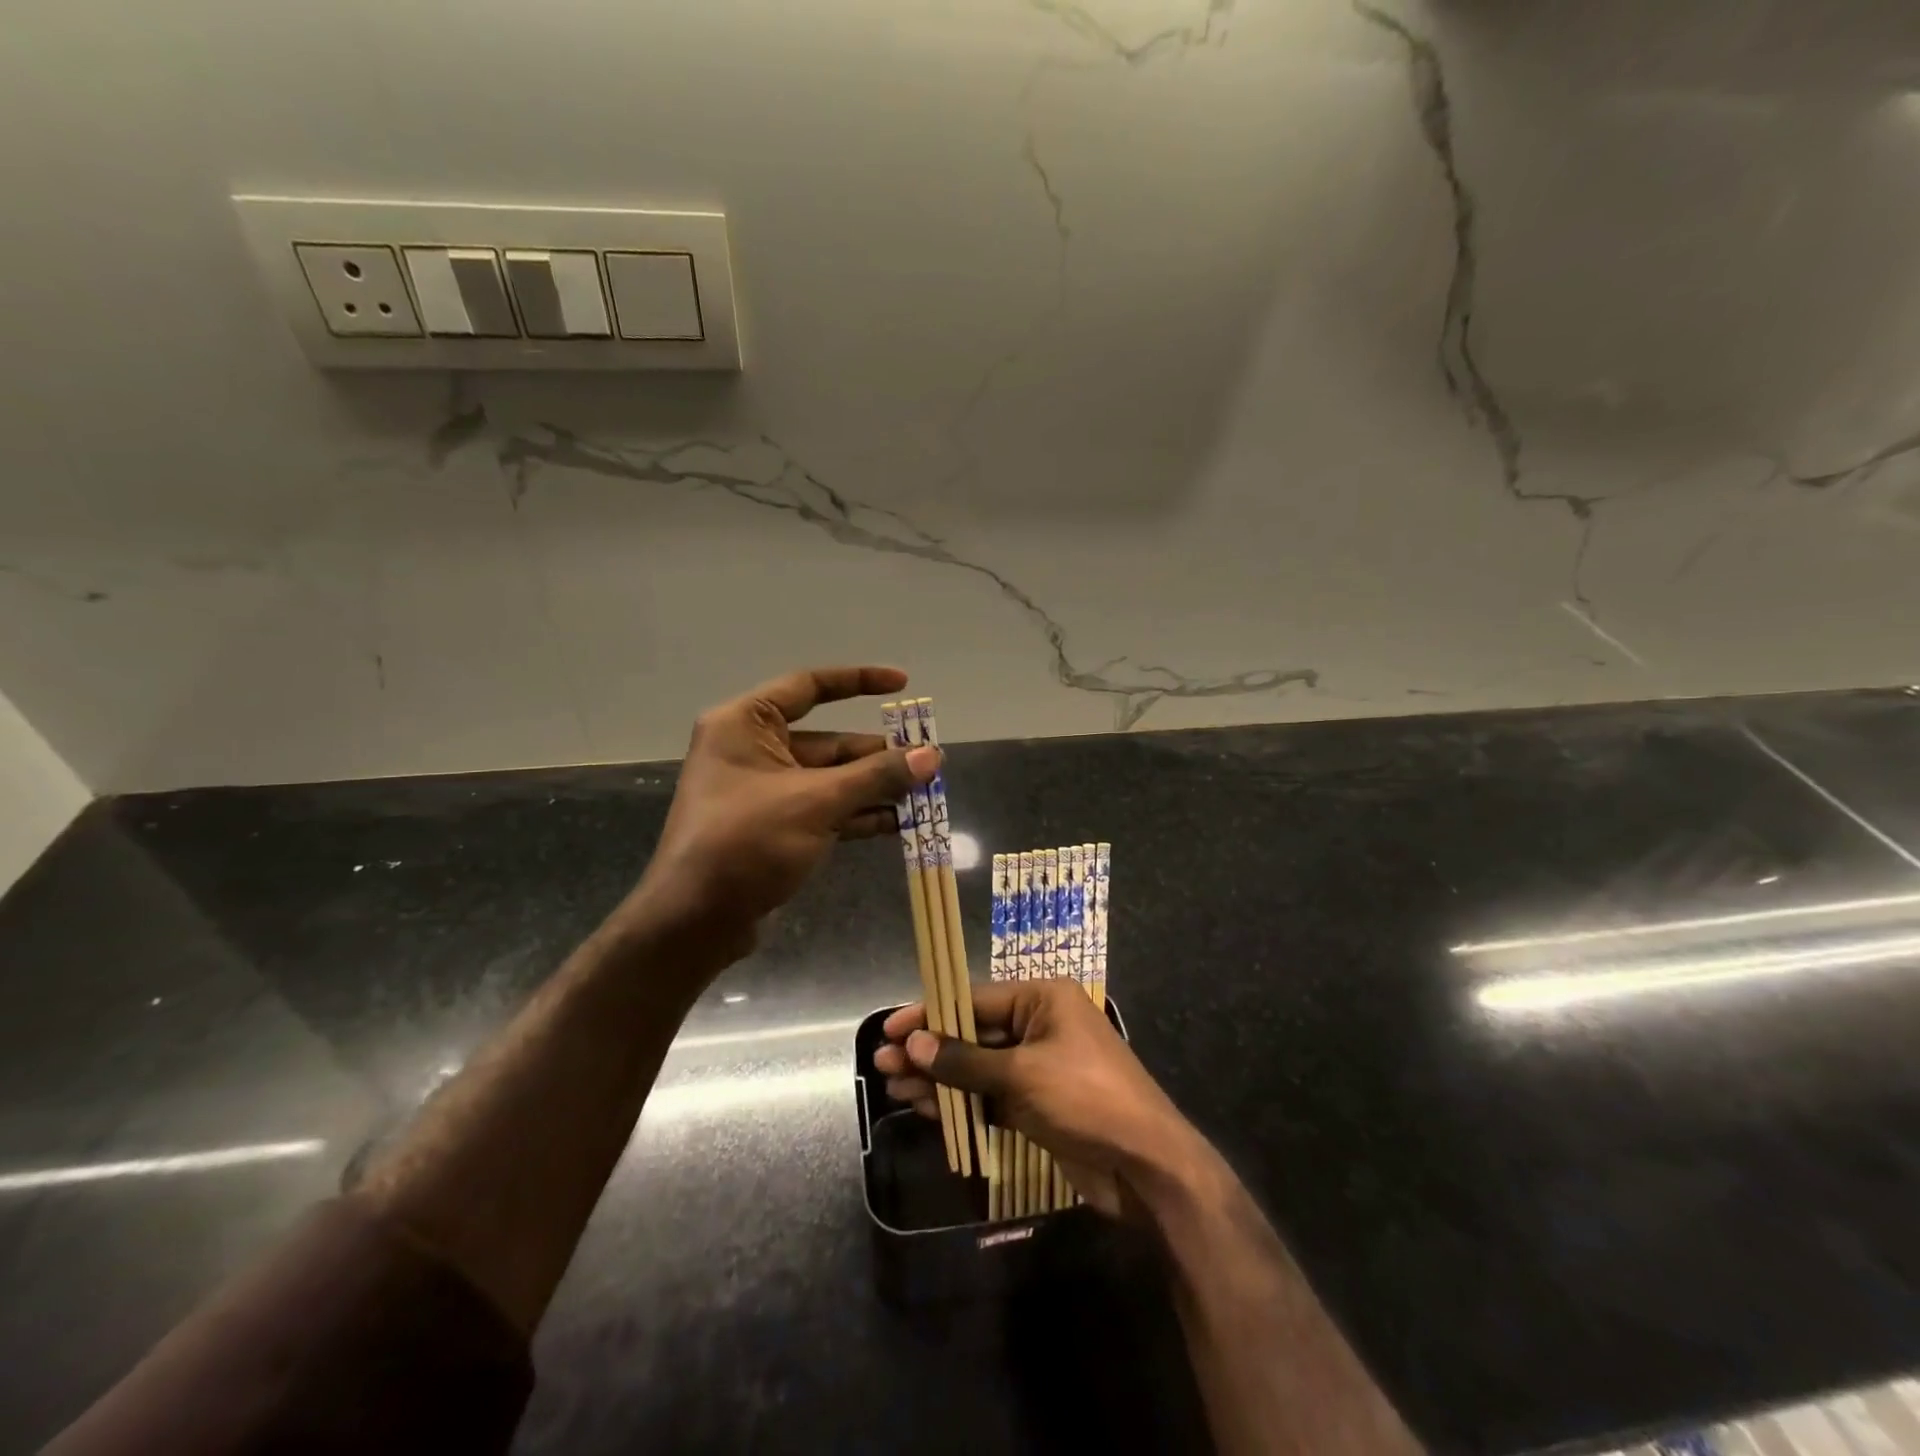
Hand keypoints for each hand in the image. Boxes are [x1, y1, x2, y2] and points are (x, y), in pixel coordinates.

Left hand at [630, 666, 939, 952]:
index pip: (809, 687)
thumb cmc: (747, 843)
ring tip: (924, 793)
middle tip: (928, 761)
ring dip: (874, 787)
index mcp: (745, 724)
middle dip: (877, 754)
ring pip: (830, 779)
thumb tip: (932, 756)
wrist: (696, 921)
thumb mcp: (816, 803)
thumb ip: (876, 776)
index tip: (902, 684)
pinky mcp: (773, 827)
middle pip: (828, 741)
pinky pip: (823, 808)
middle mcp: (752, 749)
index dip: (858, 681)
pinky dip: (857, 813)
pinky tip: (898, 822)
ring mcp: (763, 791)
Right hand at [873, 979, 1203, 1216]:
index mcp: (1042, 999)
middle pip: (972, 1033)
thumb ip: (965, 1061)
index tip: (890, 1029)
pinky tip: (926, 1109)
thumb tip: (914, 1044)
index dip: (930, 1014)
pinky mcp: (1036, 1104)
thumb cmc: (1087, 1098)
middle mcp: (1039, 1025)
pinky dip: (961, 1102)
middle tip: (882, 1064)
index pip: (973, 1000)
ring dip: (938, 1079)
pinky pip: (989, 1095)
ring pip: (976, 1067)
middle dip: (928, 1050)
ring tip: (893, 1089)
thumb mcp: (1022, 1075)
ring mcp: (1038, 1067)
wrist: (1146, 1165)